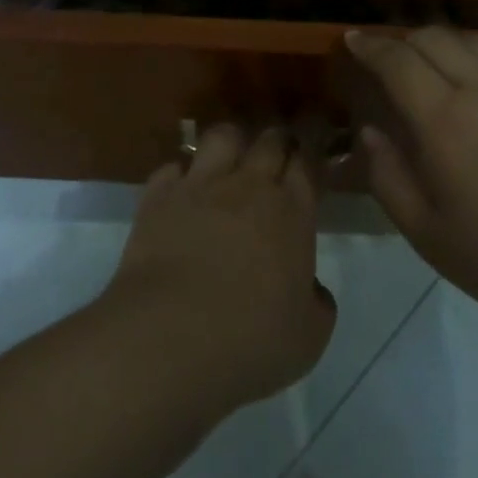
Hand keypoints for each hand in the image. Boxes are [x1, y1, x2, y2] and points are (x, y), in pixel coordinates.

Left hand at [103, 126, 335, 415]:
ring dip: (231, 143)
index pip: (307, 161)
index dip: (313, 150)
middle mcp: (248, 185)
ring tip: (230, 160)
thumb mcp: (309, 338)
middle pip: (269, 140)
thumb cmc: (250, 341)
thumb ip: (317, 303)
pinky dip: (180, 175)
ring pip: (222, 136)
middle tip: (279, 153)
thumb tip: (312, 288)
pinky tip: (181, 192)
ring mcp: (200, 184)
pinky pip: (173, 167)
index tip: (316, 147)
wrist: (170, 337)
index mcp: (291, 211)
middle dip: (278, 141)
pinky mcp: (159, 195)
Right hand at [348, 27, 477, 343]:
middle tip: (392, 58)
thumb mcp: (431, 238)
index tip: (353, 41)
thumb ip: (389, 178)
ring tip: (439, 65)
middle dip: (403, 40)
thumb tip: (369, 131)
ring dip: (446, 45)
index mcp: (445, 121)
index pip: (396, 61)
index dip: (369, 45)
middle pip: (433, 38)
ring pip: (475, 41)